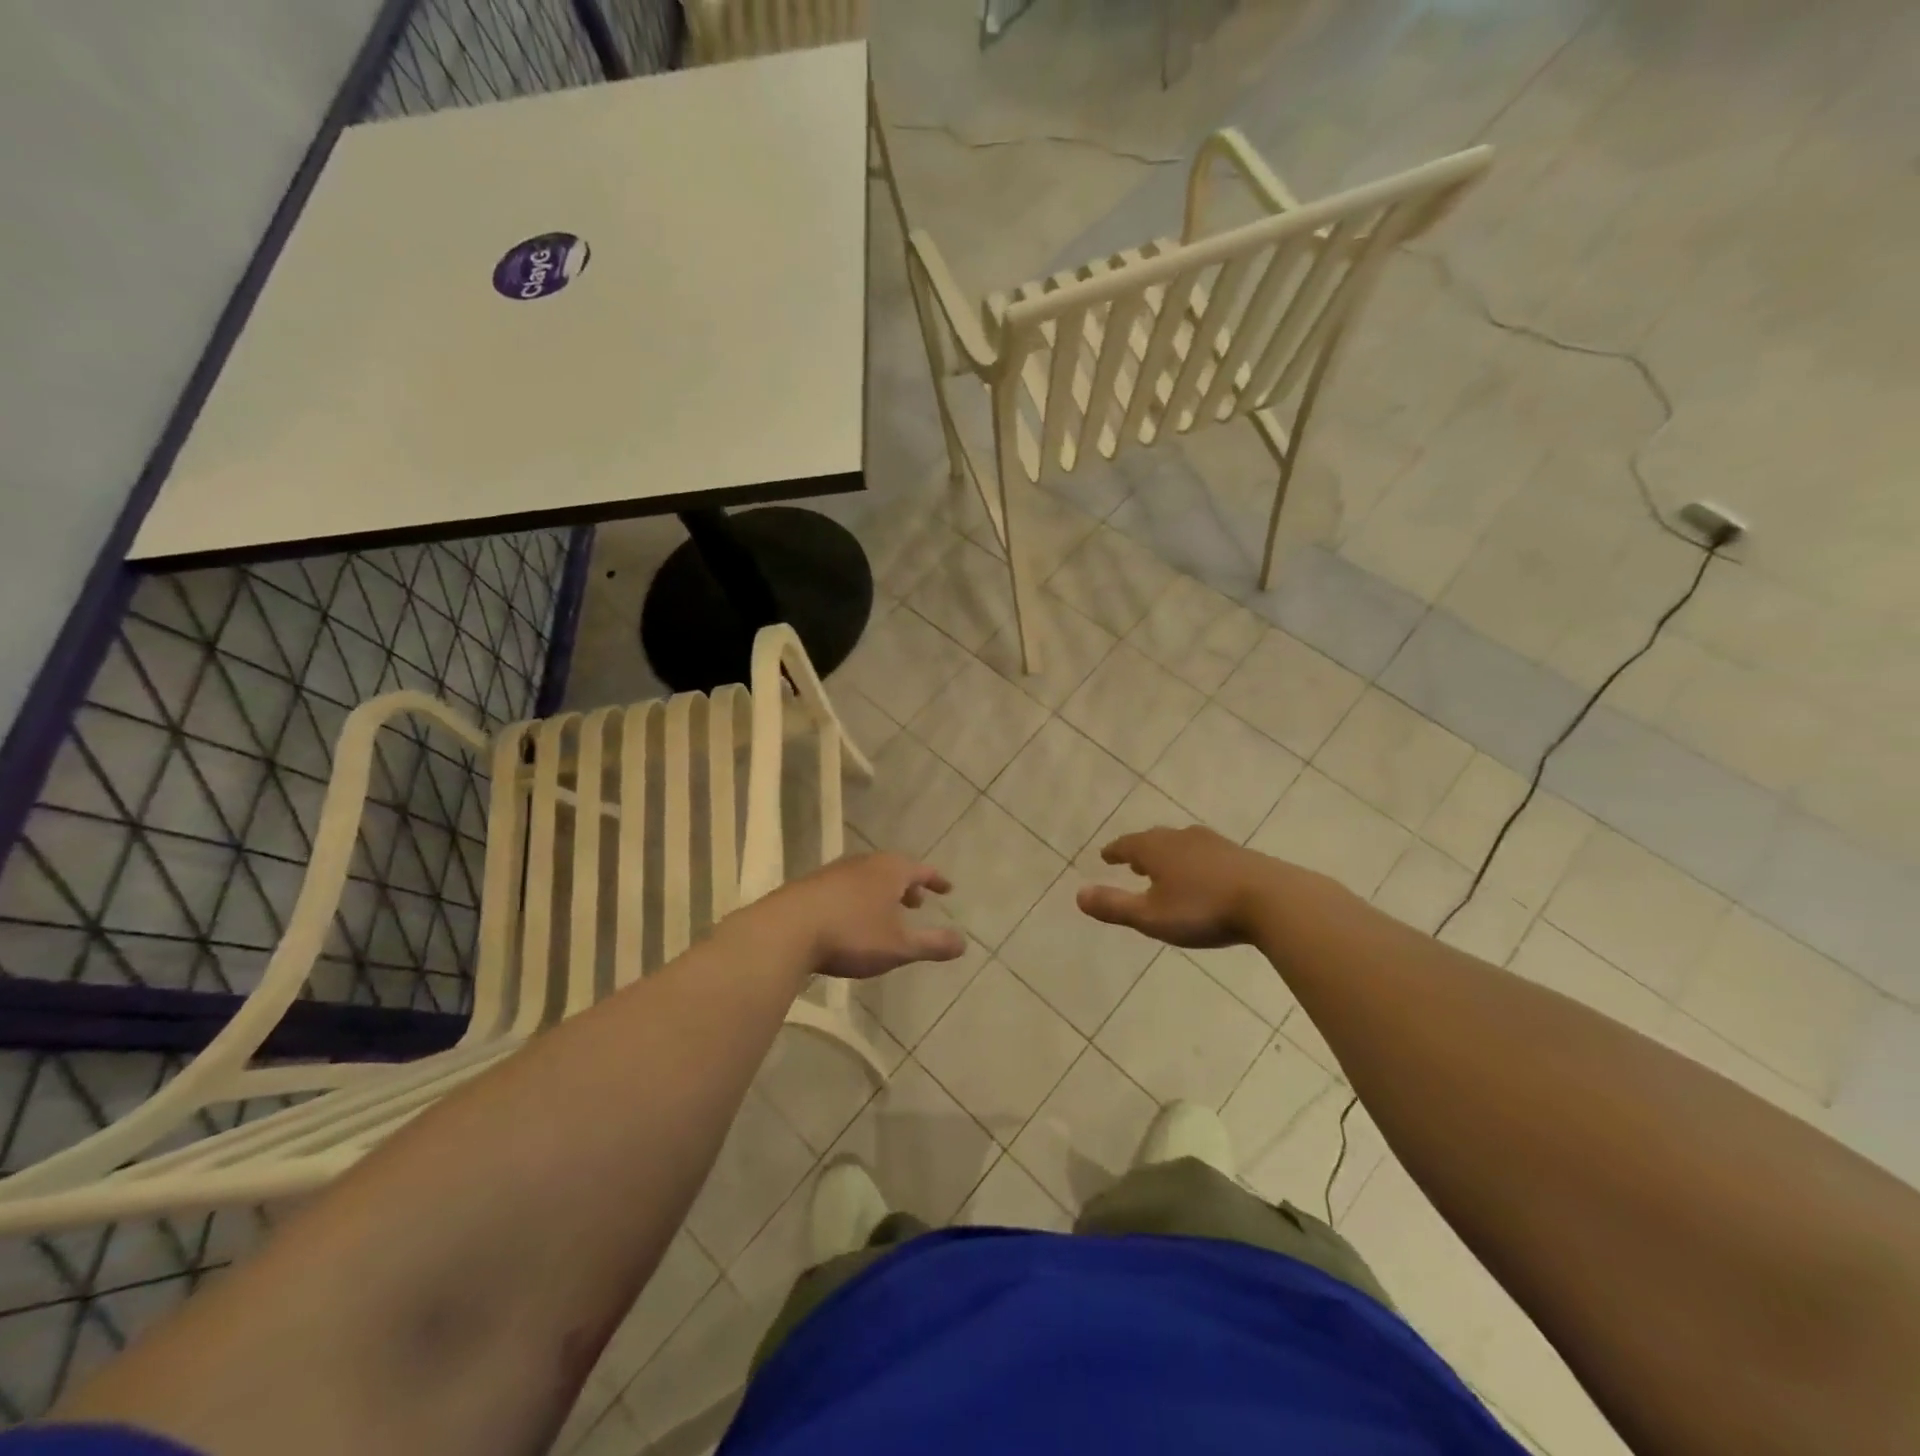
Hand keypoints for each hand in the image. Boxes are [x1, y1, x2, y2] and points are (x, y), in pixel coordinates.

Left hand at [756, 852, 966, 978]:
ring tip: (885, 913)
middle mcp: (864, 863)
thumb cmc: (852, 935)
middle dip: (907, 886)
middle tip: (917, 902)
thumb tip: (963, 943)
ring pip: (868, 878)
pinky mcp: (811, 886)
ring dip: (881, 892)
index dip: (936, 880)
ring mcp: (835, 872)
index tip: (947, 889)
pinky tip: (851, 919)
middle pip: (893, 869)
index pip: (921, 870)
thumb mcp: (899, 946)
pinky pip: (846, 887)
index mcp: (890, 870)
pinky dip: (858, 898)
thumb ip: (933, 944)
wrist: (787, 930)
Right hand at [1076, 826, 1273, 947]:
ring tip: (1166, 868)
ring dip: (1169, 855)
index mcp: (1156, 849)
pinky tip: (1204, 876)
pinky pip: (1206, 853)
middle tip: (1133, 862)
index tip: (1105, 856)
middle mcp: (1182, 838)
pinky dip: (1194, 861)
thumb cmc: (1204, 909)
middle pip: (1155, 840)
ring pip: (1182, 845)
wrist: (1273, 900)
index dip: (1114, 852)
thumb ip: (1114, 906)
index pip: (1127, 845)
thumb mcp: (1151, 916)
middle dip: (1141, 851)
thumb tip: (1078, 895)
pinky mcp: (1240, 855)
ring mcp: (1214, 844)